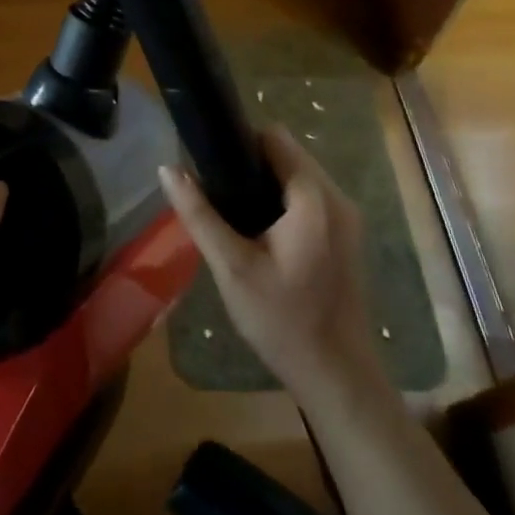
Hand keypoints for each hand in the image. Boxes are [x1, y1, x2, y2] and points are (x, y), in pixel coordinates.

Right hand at [158, 127, 392, 415]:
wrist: (336, 376)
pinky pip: (309, 199)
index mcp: (314, 199)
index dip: (239, 142)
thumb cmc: (281, 320)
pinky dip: (282, 203)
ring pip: (298, 177)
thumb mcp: (231, 267)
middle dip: (250, 164)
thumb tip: (168, 169)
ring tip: (231, 212)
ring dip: (265, 184)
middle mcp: (337, 198)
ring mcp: (346, 218)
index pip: (275, 138)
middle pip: (288, 155)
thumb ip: (199, 214)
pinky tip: (257, 232)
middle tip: (214, 193)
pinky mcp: (346, 237)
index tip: (208, 162)